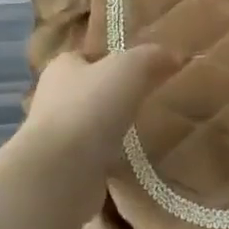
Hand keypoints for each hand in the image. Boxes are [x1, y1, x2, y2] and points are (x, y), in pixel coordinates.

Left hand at [20, 46, 176, 170]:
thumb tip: (174, 57)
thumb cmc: (91, 107)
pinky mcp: (66, 168)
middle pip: (91, 90)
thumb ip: (152, 57)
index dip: (114, 59)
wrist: (60, 171)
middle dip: (116, 95)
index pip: (88, 57)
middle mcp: (54, 99)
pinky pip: (96, 156)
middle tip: (153, 99)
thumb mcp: (130, 68)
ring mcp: (57, 136)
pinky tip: (136, 158)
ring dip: (115, 128)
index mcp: (62, 68)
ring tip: (149, 130)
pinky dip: (113, 156)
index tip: (143, 70)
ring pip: (93, 125)